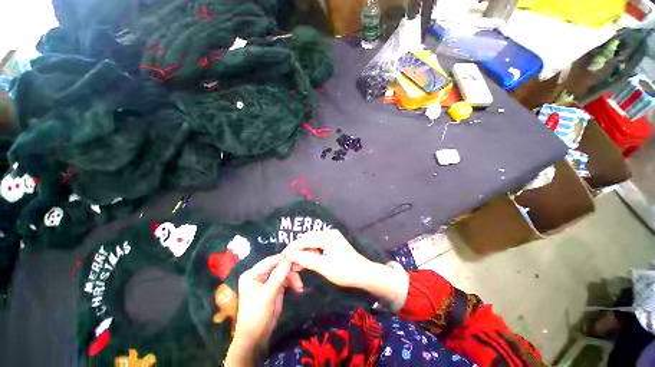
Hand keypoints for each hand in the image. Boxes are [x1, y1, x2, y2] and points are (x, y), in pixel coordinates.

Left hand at [225, 255, 302, 365]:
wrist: (256, 338)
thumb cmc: (257, 316)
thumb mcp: (267, 295)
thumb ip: (278, 276)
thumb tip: (289, 259)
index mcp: (252, 274)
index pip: (271, 261)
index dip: (284, 259)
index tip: (298, 258)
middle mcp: (259, 274)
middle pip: (278, 265)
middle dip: (290, 269)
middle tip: (302, 269)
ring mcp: (267, 280)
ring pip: (284, 271)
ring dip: (293, 277)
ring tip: (299, 286)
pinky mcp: (274, 286)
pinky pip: (285, 278)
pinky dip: (292, 282)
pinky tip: (298, 288)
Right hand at [283, 229, 406, 305]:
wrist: (363, 274)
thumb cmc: (344, 271)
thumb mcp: (323, 266)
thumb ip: (305, 259)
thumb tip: (289, 254)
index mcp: (327, 235)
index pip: (305, 239)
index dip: (293, 247)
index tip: (282, 256)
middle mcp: (328, 232)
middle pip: (308, 239)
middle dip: (297, 250)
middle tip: (288, 261)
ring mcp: (331, 237)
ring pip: (312, 243)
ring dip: (303, 252)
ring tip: (295, 263)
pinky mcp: (332, 243)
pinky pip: (317, 246)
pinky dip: (311, 254)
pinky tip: (305, 261)